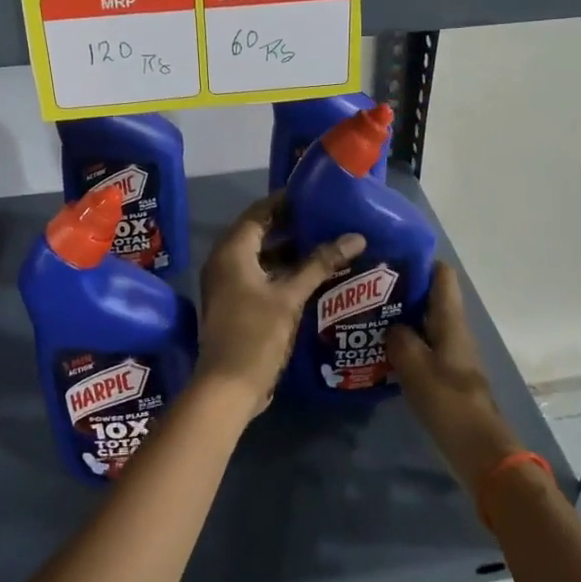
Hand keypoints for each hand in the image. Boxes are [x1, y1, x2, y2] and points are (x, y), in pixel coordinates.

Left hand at [197, 195, 365, 416]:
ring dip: (290, 250)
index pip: (260, 211)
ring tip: (326, 242)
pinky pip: (260, 275)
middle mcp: (225, 261)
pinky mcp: (236, 303)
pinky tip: (313, 275)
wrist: (228, 387)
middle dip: (293, 225)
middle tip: (328, 218)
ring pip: (262, 256)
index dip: (286, 201)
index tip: (316, 194)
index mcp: (232, 250)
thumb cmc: (256, 334)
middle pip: (260, 232)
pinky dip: (283, 271)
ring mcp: (228, 283)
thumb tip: (355, 237)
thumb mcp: (290, 296)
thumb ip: (320, 263)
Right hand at [387, 263, 522, 492]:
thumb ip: (399, 338)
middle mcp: (454, 330)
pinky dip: (404, 342)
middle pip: (430, 297)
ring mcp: (452, 353)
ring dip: (400, 317)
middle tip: (365, 287)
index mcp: (450, 320)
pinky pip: (423, 346)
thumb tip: (391, 326)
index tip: (387, 257)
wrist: (479, 450)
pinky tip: (378, 349)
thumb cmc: (448, 401)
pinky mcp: (446, 374)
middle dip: (401, 289)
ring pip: (424, 322)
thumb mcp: (414, 365)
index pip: (442, 274)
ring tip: (365, 314)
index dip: (418, 260)